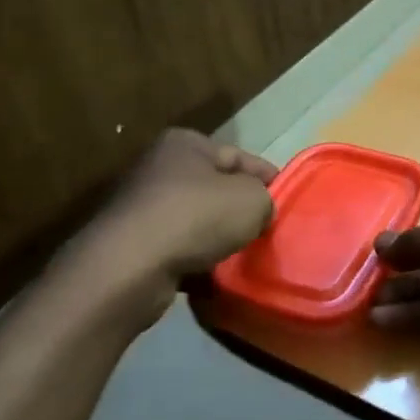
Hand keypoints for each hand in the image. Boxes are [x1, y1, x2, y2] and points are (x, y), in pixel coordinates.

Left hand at [57, 129, 275, 321]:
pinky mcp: (134, 244)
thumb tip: (259, 210)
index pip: (241, 157)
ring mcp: (143, 207)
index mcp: (186, 144)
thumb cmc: (196, 217)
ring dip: (221, 238)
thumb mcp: (252, 199)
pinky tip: (217, 275)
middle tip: (270, 232)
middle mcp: (160, 168)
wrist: (131, 266)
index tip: (288, 204)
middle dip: (243, 211)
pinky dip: (198, 260)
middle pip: (218, 189)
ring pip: (199, 221)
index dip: (270, 180)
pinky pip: (180, 249)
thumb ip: (266, 198)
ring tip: (247, 256)